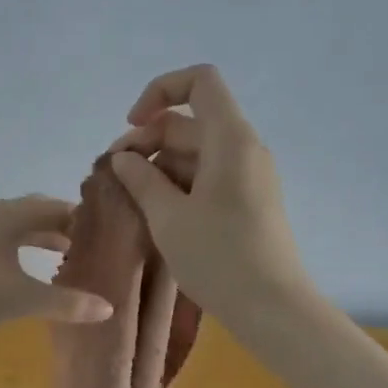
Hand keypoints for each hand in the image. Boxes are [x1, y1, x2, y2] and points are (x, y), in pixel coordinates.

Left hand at [0, 196, 114, 347]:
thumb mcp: (22, 299)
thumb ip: (66, 303)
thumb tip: (109, 308)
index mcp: (10, 215)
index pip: (58, 207)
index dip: (84, 219)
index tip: (110, 233)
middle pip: (36, 215)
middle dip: (64, 229)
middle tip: (93, 248)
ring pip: (17, 231)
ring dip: (41, 242)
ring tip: (66, 261)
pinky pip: (1, 246)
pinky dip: (21, 255)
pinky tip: (26, 278)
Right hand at [109, 66, 313, 321]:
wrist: (271, 305)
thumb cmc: (218, 257)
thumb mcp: (169, 217)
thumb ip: (142, 179)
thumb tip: (124, 157)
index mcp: (230, 139)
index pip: (200, 81)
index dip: (160, 92)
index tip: (133, 126)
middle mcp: (245, 148)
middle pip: (193, 121)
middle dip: (150, 139)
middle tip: (116, 176)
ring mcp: (250, 176)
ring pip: (199, 152)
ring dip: (162, 166)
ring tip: (131, 199)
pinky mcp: (250, 202)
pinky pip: (210, 177)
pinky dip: (181, 184)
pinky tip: (158, 213)